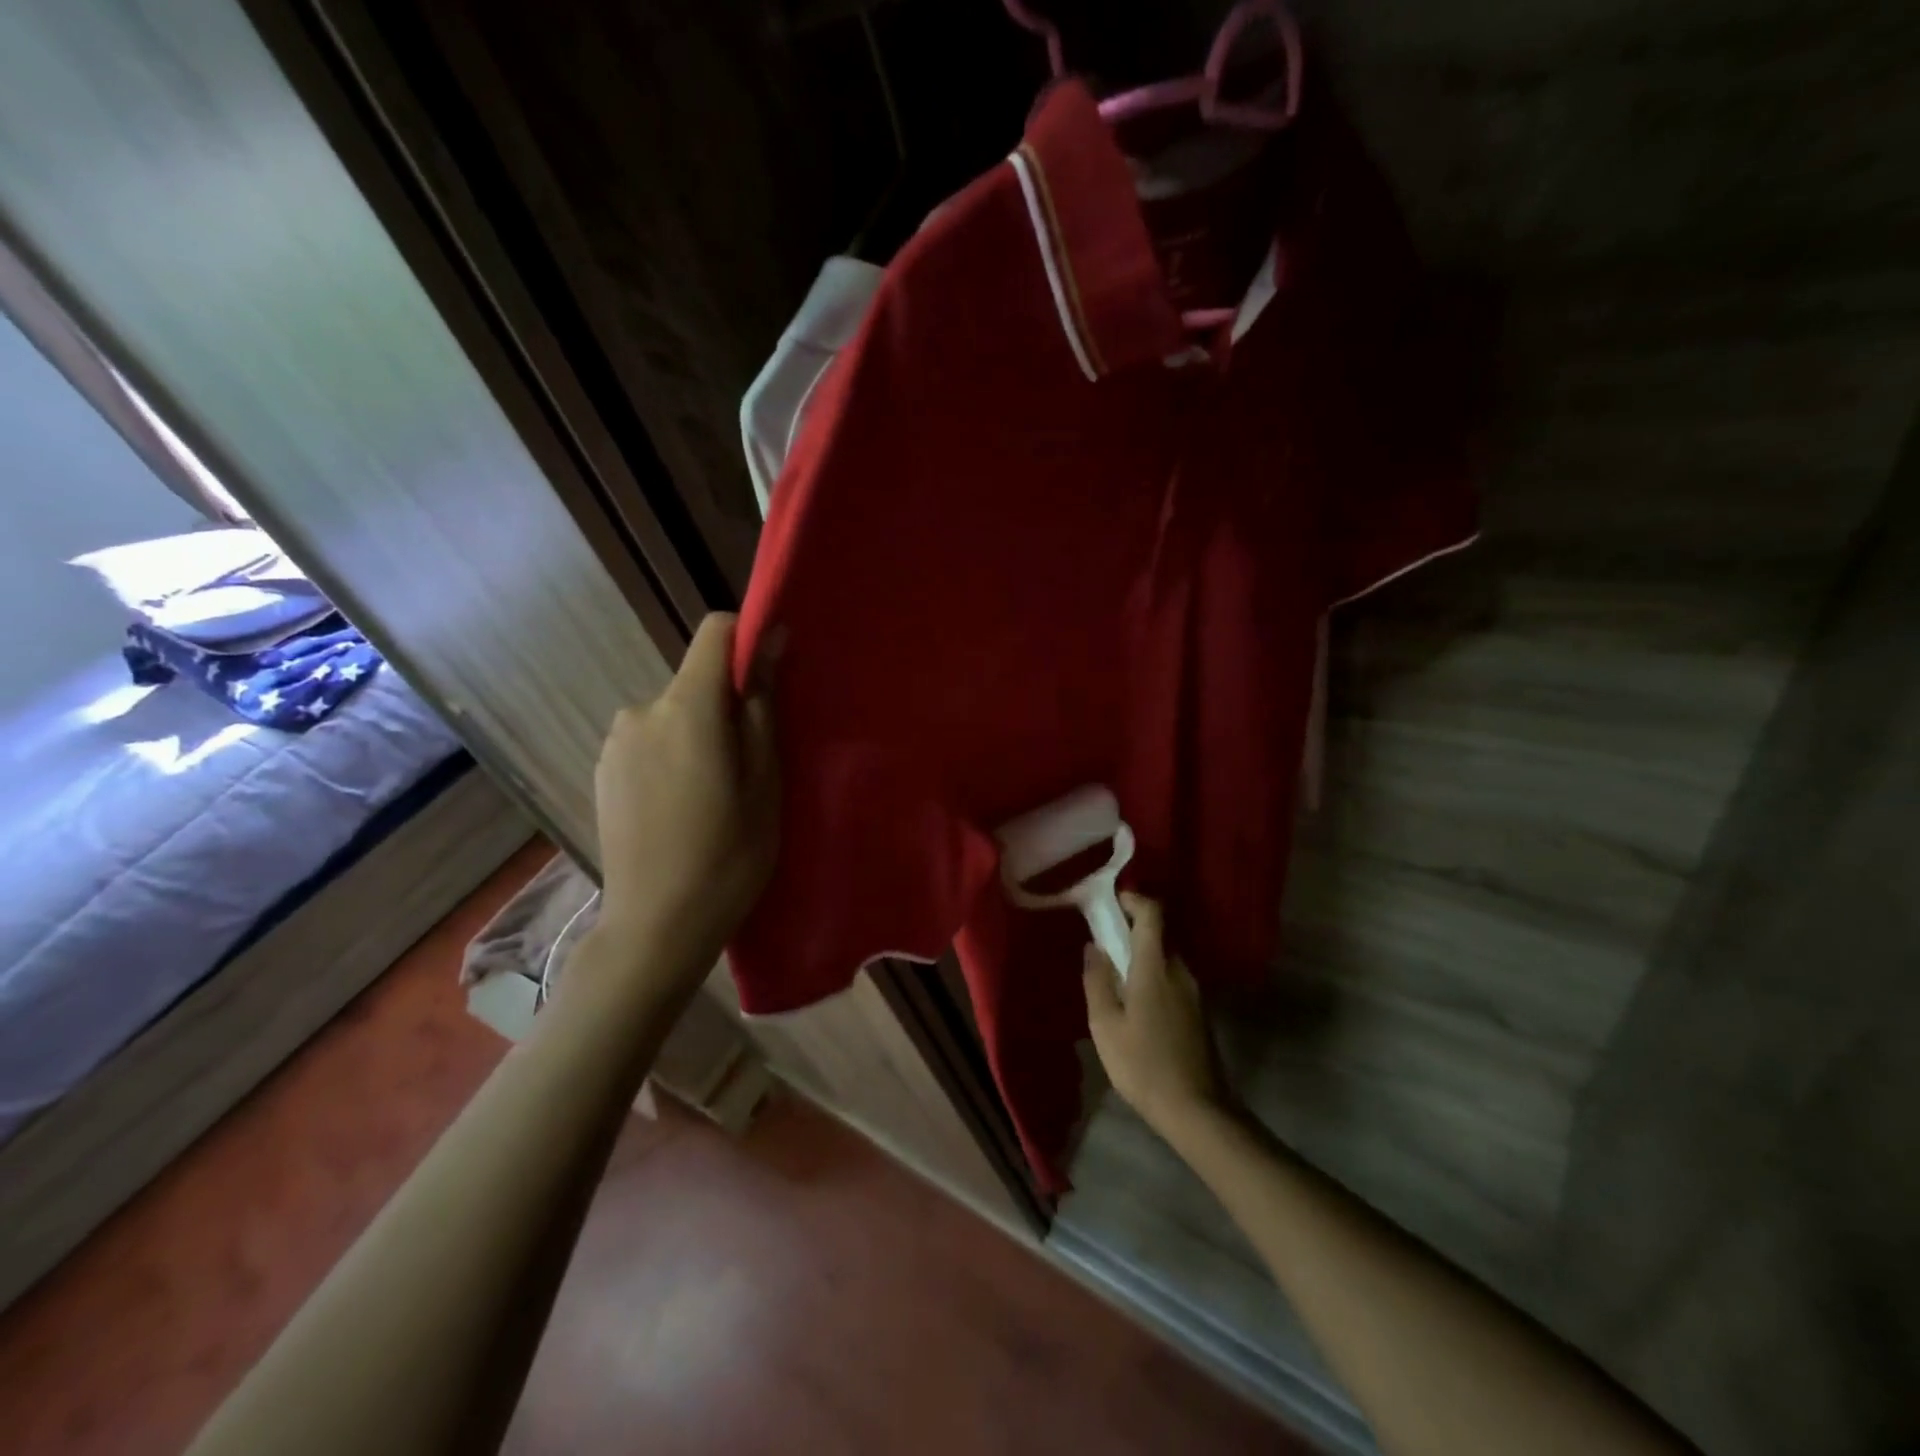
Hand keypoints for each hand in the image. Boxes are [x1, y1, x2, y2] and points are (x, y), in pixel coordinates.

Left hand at [593, 612, 779, 975]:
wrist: (655, 927)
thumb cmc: (728, 856)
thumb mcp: (766, 782)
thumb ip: (763, 707)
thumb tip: (770, 643)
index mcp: (687, 708)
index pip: (714, 632)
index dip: (746, 639)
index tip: (771, 676)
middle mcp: (641, 710)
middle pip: (696, 680)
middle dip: (727, 704)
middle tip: (749, 765)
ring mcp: (615, 741)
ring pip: (674, 713)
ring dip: (699, 733)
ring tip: (714, 794)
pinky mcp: (602, 769)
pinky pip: (650, 739)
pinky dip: (672, 754)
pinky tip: (681, 807)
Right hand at [1082, 894, 1226, 1136]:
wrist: (1197, 1110)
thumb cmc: (1143, 1065)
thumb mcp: (1105, 1025)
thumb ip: (1097, 981)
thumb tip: (1093, 947)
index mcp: (1156, 967)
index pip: (1152, 913)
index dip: (1133, 899)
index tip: (1110, 902)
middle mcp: (1180, 971)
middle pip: (1158, 935)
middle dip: (1130, 931)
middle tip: (1102, 943)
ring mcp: (1194, 992)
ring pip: (1165, 958)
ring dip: (1141, 957)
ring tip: (1114, 977)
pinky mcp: (1199, 1012)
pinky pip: (1172, 979)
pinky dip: (1152, 976)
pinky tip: (1135, 1003)